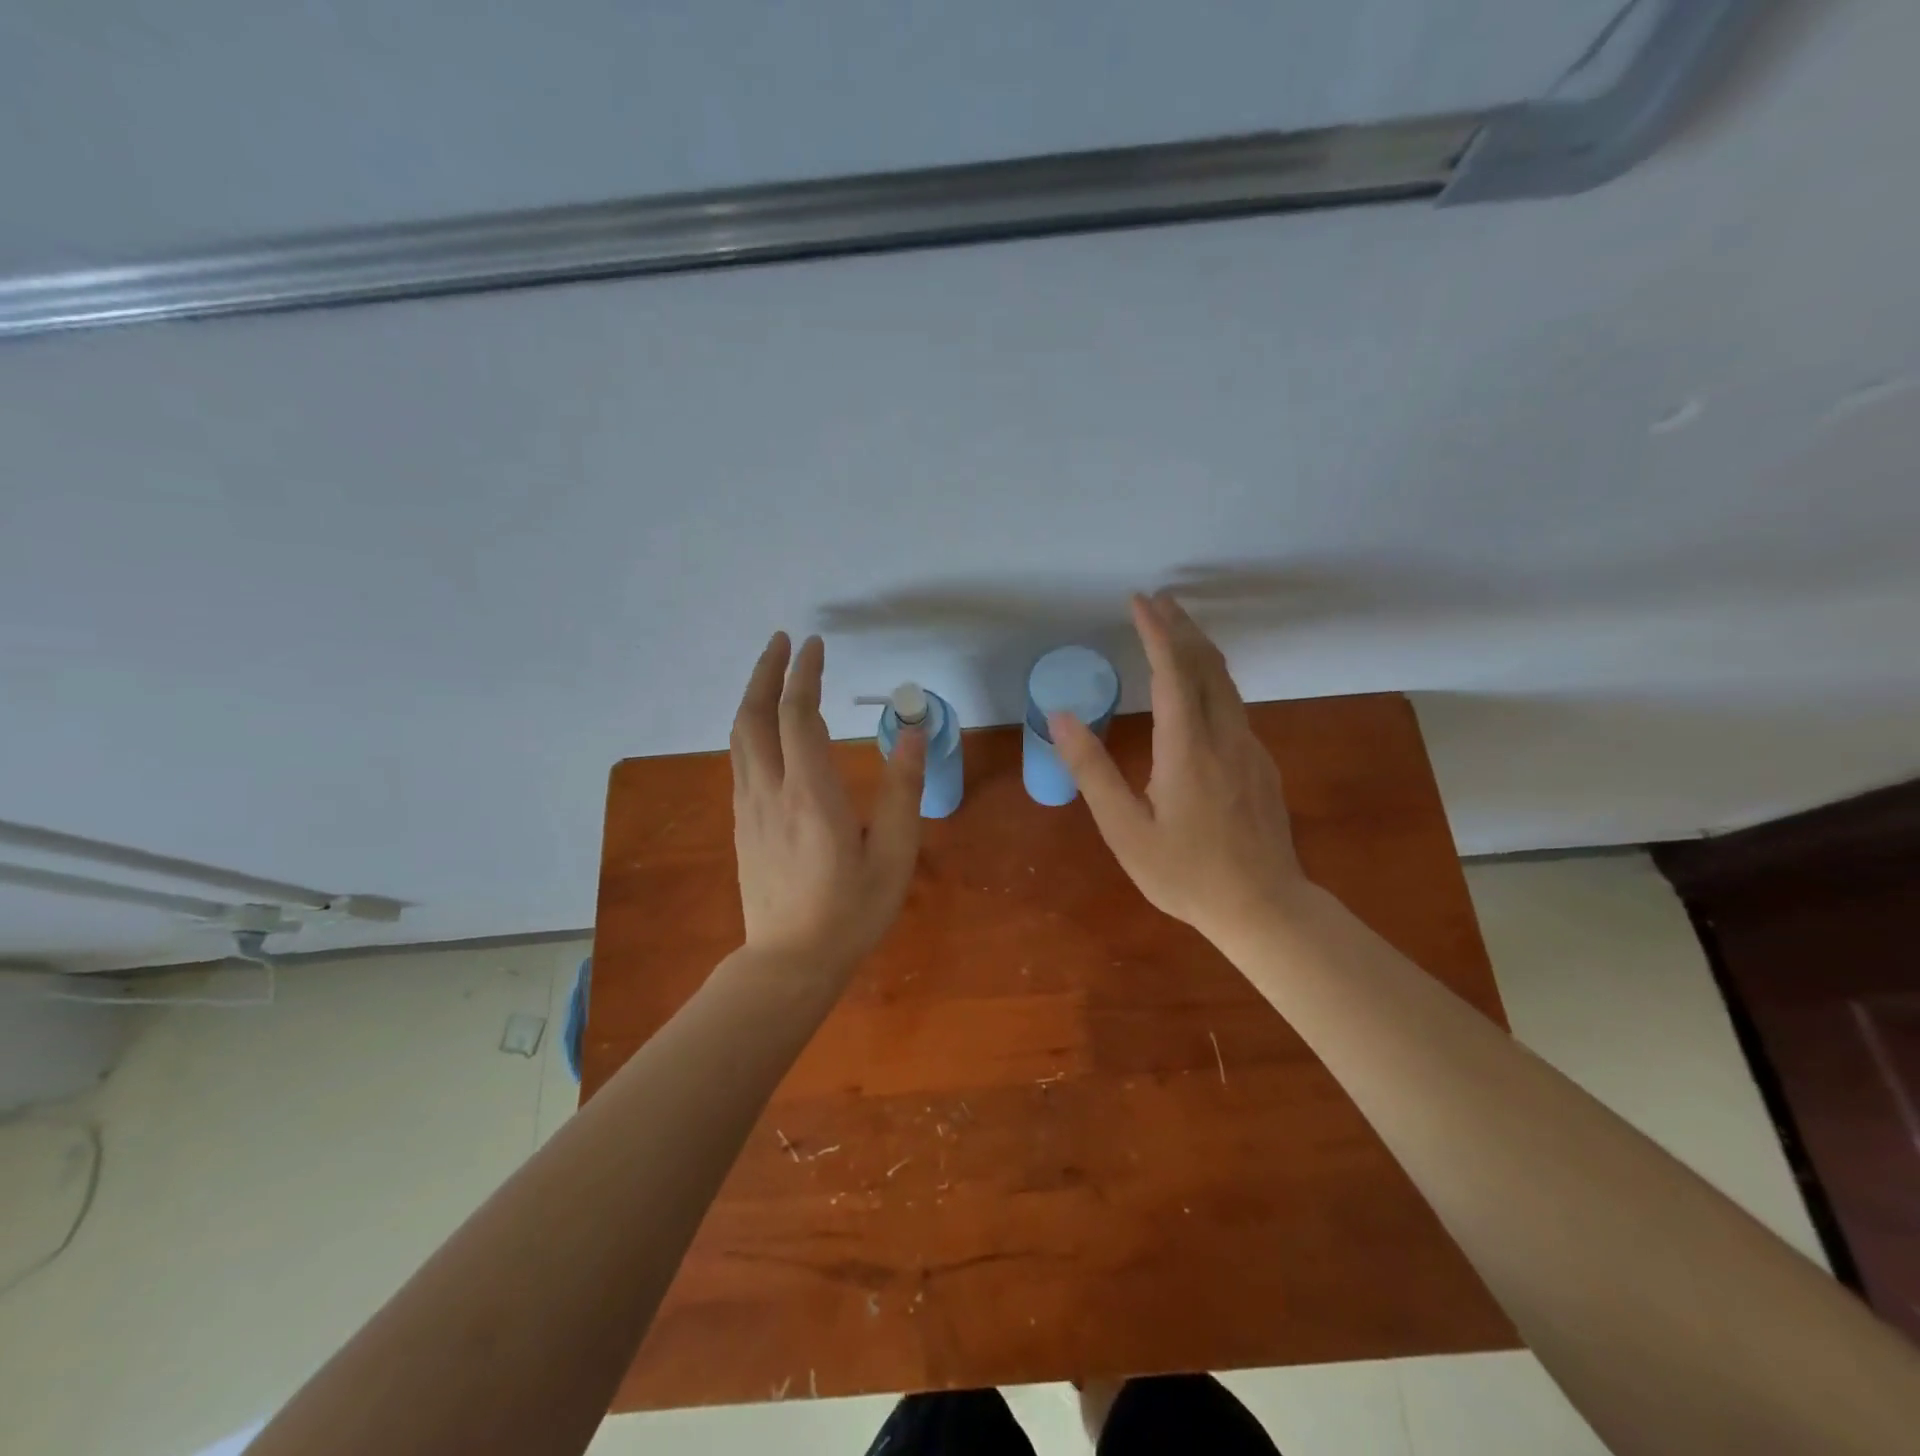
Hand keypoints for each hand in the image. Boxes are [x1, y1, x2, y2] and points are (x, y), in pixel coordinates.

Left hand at [729, 632, 926, 974]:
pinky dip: (751, 727)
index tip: (815, 644)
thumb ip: (903, 790)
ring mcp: (749, 807)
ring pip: (740, 736)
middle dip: (766, 671)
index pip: (797, 715)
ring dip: (753, 696)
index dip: (805, 674)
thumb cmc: (851, 910)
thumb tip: (910, 732)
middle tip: (783, 641)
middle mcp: (770, 790)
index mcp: (810, 793)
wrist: (790, 961)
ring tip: (773, 672)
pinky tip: (766, 729)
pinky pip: (740, 759)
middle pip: (755, 715)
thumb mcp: (894, 854)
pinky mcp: (741, 824)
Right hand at [1049, 592, 1304, 944]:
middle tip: (1158, 600)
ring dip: (1199, 649)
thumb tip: (1061, 717)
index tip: (1139, 601)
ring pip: (1226, 683)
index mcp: (1187, 749)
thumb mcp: (1125, 829)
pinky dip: (1212, 680)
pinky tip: (1199, 689)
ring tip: (1176, 629)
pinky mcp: (1261, 764)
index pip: (1173, 672)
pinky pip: (1234, 706)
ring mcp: (1250, 749)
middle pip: (1207, 665)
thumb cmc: (1185, 873)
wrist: (1264, 907)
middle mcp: (1224, 737)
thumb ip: (1093, 770)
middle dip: (1182, 627)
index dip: (1155, 632)